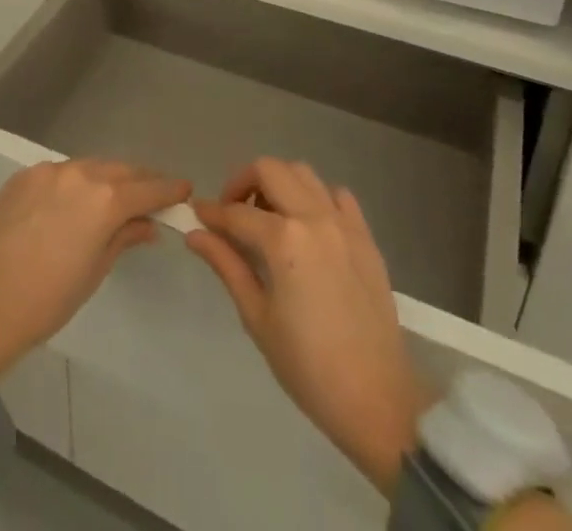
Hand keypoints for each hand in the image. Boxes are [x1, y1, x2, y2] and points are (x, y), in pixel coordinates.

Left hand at [0, 158, 189, 378]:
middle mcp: (79, 174)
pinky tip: (76, 200)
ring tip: (117, 194)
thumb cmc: (49, 299)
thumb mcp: (96, 271)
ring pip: (89, 166)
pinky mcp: (23, 175)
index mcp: (104, 199)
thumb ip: (124, 238)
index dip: (168, 189)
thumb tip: (147, 225)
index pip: (147, 189)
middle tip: (154, 193)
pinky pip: (60, 173)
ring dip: (107, 178)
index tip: (184, 189)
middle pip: (120, 170)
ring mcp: (48, 171)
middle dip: (140, 180)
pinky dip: (76, 182)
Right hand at [186, 158, 429, 495]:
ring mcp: (344, 223)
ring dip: (279, 184)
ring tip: (269, 217)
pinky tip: (309, 226)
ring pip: (303, 173)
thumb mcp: (257, 317)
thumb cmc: (307, 366)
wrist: (376, 400)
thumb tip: (195, 234)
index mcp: (284, 240)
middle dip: (242, 182)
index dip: (211, 212)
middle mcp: (314, 217)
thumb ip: (227, 265)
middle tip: (232, 213)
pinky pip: (337, 195)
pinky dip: (317, 198)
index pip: (236, 213)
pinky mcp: (365, 236)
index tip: (197, 216)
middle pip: (269, 170)